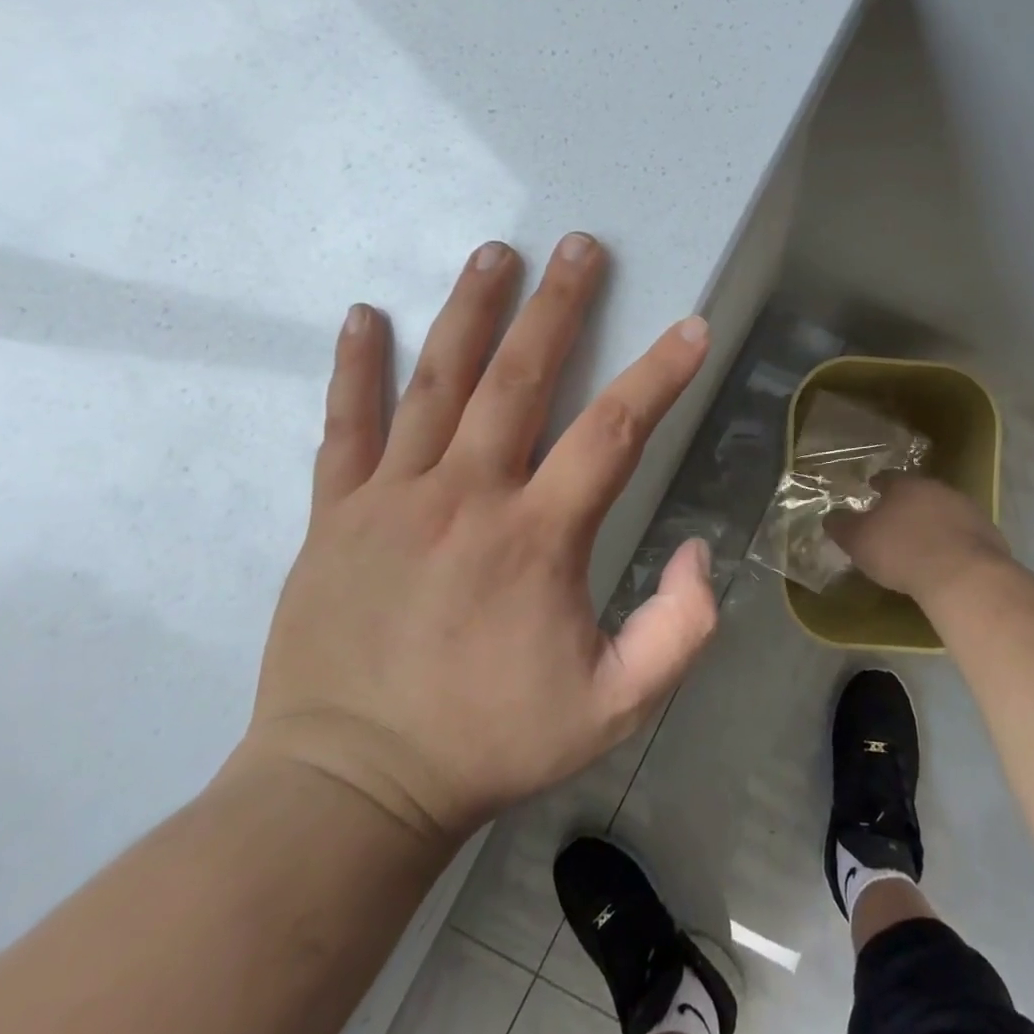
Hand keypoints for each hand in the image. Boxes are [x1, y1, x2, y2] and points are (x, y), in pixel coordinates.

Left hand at [242, 234, 717, 845]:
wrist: (349, 787)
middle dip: (557, 306)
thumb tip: (699, 551)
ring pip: (437, 383)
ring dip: (470, 311)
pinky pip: (346, 426)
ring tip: (495, 253)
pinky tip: (364, 316)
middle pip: (519, 378)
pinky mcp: (335, 514)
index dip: (658, 375)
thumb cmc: (489, 744)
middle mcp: (467, 496)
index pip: (612, 432)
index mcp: (536, 538)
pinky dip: (355, 367)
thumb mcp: (612, 709)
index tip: (690, 328)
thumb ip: (677, 632)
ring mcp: (392, 498)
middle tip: (579, 246)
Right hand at [827, 473, 1012, 607]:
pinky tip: (948, 559)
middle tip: (897, 519)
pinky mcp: (989, 534)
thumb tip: (830, 517)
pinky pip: (965, 534)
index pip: (888, 478)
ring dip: (934, 521)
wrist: (963, 575)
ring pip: (945, 510)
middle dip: (908, 503)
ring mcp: (967, 510)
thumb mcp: (859, 541)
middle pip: (919, 492)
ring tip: (923, 541)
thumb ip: (843, 526)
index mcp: (905, 485)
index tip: (872, 490)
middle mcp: (937, 489)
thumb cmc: (902, 551)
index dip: (878, 485)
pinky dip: (954, 541)